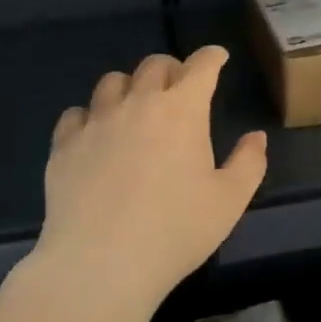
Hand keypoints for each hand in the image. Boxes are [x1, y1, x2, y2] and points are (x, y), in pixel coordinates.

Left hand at [33, 45, 266, 312]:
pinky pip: (75, 114)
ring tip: (134, 107)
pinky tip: (94, 135)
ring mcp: (97, 122)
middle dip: (172, 69)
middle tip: (178, 87)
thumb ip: (249, 163)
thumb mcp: (229, 202)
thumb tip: (256, 136)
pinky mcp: (64, 145)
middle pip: (154, 65)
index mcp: (182, 110)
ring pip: (112, 82)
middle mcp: (138, 103)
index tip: (218, 58)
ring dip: (129, 87)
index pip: (201, 66)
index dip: (212, 57)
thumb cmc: (174, 231)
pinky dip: (89, 117)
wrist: (100, 264)